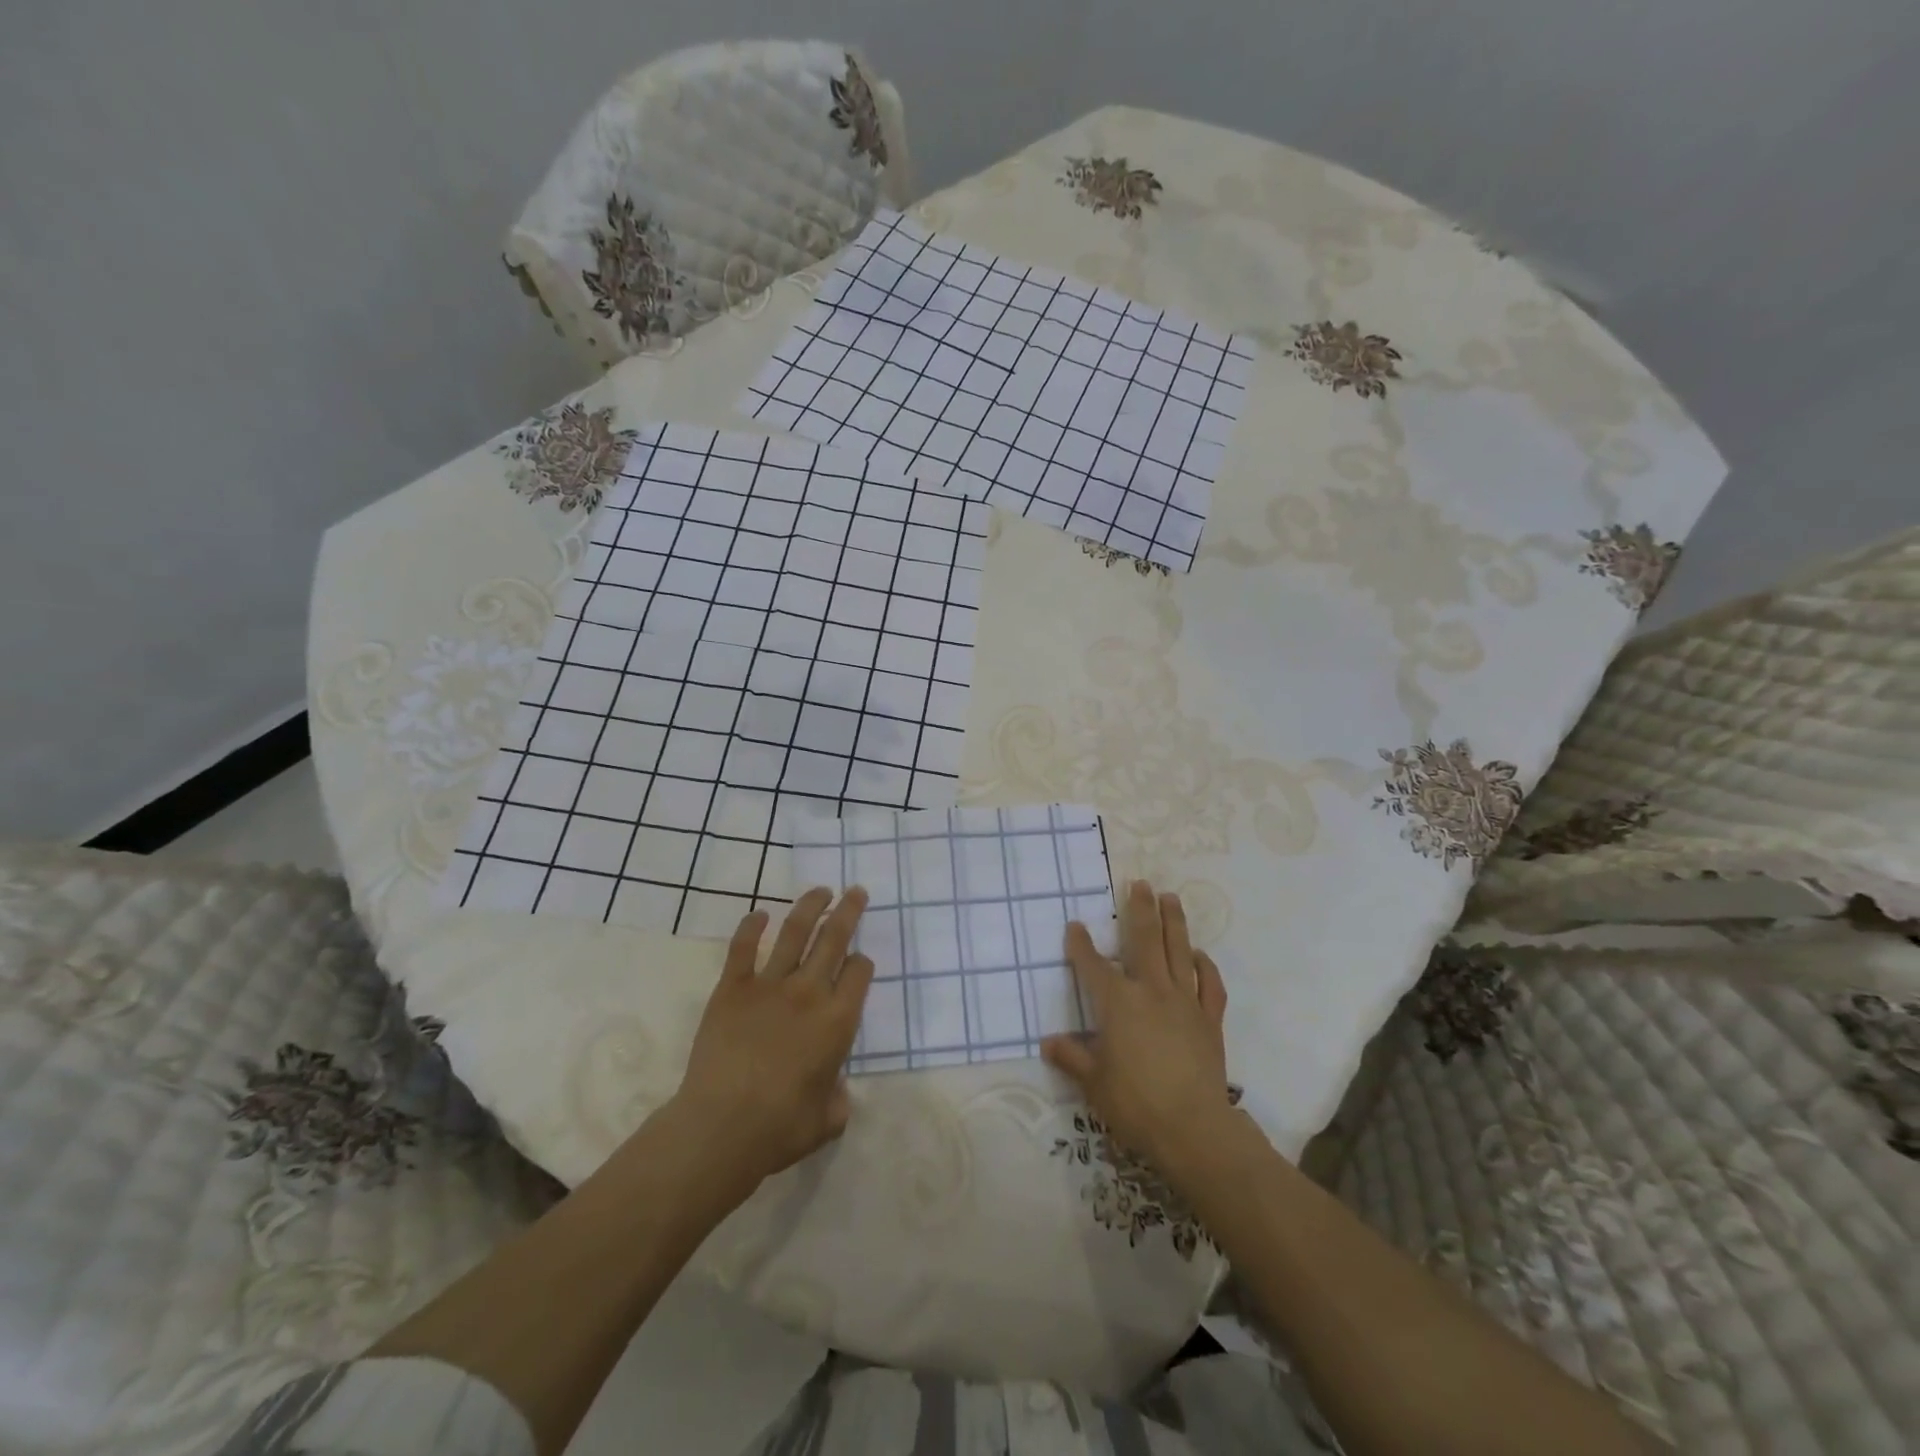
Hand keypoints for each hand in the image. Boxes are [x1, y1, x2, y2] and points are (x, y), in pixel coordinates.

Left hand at [666, 887, 873, 1194]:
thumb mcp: (828, 1120)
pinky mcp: (733, 987)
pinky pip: (743, 948)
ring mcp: (770, 985)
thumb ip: (838, 1097)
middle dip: (849, 911)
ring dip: (811, 906)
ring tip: (820, 891)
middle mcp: (810, 992)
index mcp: (838, 1020)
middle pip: (835, 938)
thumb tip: (835, 1088)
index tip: (859, 962)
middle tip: (856, 891)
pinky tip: (759, 914)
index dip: (862, 963)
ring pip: (795, 932)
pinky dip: (751, 926)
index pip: (859, 973)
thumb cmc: (781, 1128)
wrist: (722, 1126)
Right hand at [1041, 880, 1234, 1181]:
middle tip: (1139, 883)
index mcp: (1118, 1003)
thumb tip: (1049, 1043)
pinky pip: (1209, 985)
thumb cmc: (1135, 1104)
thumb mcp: (1094, 1084)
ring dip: (1174, 922)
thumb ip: (1072, 1058)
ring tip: (1170, 898)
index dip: (1081, 944)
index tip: (1075, 925)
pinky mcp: (1209, 1019)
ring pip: (1179, 951)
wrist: (1193, 1128)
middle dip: (1139, 910)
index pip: (1093, 966)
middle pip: (1144, 941)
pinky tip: (1200, 954)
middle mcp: (1151, 991)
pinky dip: (1205, 966)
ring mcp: (1184, 1002)